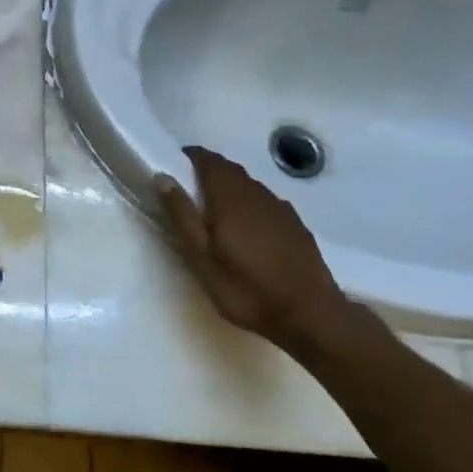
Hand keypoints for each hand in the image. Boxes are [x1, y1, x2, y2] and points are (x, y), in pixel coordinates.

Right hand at [155, 145, 349, 351]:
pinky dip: (249, 202)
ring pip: (250, 185)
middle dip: (208, 171)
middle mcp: (257, 195)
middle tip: (188, 189)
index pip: (209, 161)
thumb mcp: (201, 258)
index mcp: (230, 199)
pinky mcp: (296, 224)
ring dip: (229, 186)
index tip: (174, 166)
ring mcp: (281, 208)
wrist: (309, 314)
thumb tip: (163, 177)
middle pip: (230, 170)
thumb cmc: (245, 289)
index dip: (191, 157)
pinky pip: (266, 201)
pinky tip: (246, 227)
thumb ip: (182, 216)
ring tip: (213, 209)